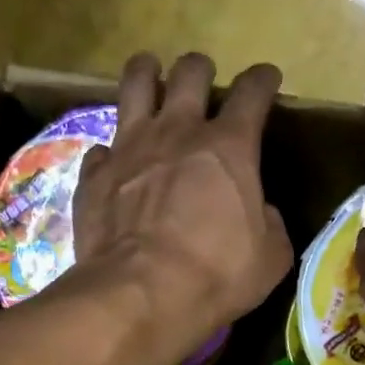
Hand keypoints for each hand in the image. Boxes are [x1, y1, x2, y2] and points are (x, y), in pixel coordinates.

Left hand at [70, 52, 292, 351]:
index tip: (266, 80)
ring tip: (149, 75)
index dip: (262, 81)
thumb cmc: (216, 276)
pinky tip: (113, 161)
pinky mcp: (94, 174)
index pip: (252, 93)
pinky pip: (101, 147)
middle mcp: (177, 131)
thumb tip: (260, 212)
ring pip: (135, 83)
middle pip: (189, 72)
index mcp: (229, 147)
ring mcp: (129, 148)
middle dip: (200, 69)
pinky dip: (110, 152)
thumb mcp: (270, 258)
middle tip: (202, 80)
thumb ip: (269, 224)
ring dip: (146, 73)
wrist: (142, 294)